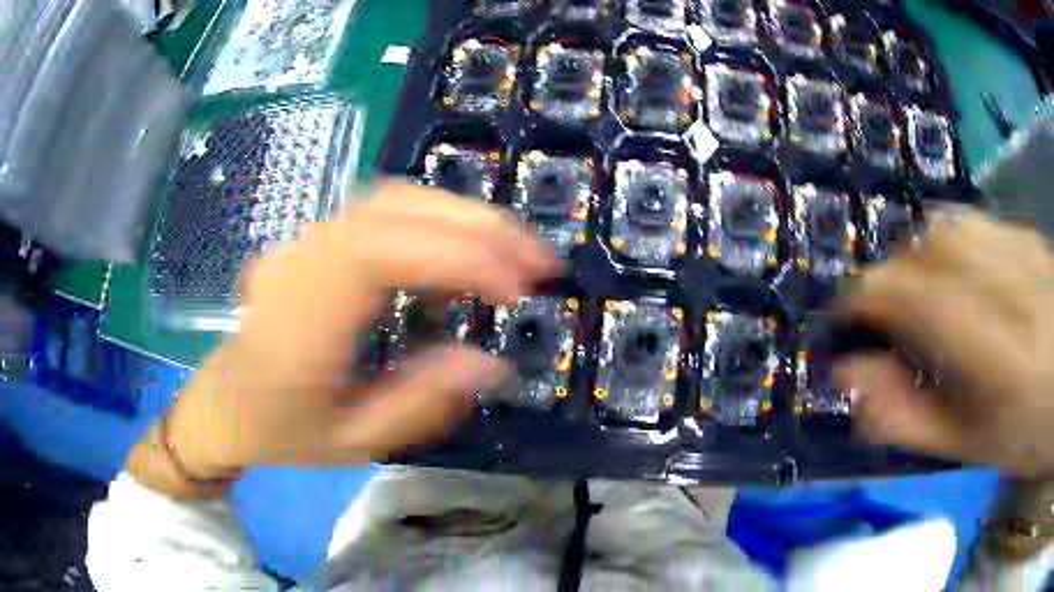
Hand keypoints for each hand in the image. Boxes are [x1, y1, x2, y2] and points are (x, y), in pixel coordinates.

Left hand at [126, 183, 558, 497]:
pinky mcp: (312, 240)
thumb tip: (491, 363)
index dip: (463, 258)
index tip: (519, 288)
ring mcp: (305, 240)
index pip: (390, 252)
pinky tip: (458, 246)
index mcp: (306, 313)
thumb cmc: (280, 431)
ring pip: (391, 198)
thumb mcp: (354, 441)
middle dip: (479, 225)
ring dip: (460, 214)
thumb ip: (422, 402)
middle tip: (538, 258)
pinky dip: (432, 218)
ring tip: (511, 248)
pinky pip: (378, 210)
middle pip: (397, 208)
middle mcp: (304, 258)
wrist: (221, 405)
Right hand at [834, 210, 1053, 476]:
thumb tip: (849, 379)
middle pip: (929, 246)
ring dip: (922, 256)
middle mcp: (1010, 284)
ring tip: (925, 296)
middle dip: (894, 276)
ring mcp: (1023, 249)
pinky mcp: (1029, 235)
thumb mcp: (972, 448)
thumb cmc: (1028, 436)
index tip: (846, 323)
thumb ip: (909, 418)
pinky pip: (978, 223)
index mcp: (996, 354)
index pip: (912, 295)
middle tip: (891, 320)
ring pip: (952, 225)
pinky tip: (964, 275)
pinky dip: (955, 243)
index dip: (865, 298)